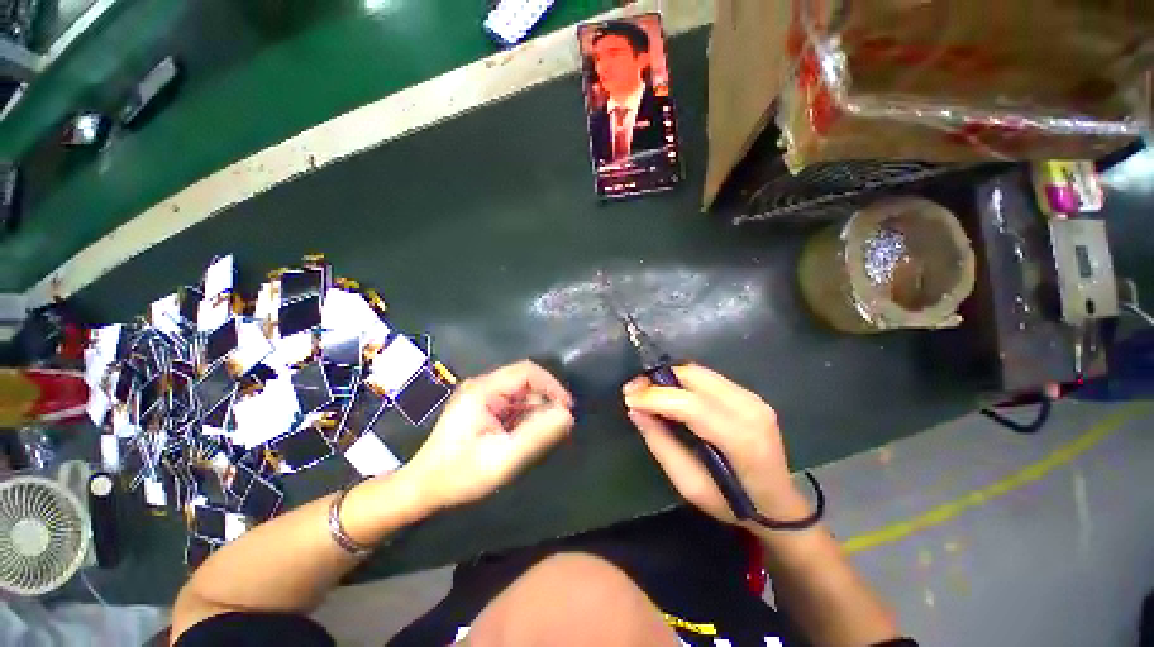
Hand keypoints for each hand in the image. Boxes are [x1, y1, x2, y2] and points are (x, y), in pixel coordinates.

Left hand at [402, 360, 574, 510]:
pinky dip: (526, 418)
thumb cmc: (458, 475)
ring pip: (521, 394)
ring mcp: (482, 397)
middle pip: (525, 382)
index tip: (567, 409)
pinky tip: (526, 437)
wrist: (421, 489)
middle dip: (545, 401)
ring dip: (536, 411)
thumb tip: (567, 415)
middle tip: (558, 427)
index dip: (551, 385)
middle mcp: (483, 387)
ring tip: (542, 436)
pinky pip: (513, 405)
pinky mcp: (483, 409)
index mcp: (483, 390)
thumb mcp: (502, 458)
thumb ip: (536, 435)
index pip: (527, 371)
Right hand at [623, 364, 807, 525]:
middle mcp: (749, 409)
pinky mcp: (749, 393)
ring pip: (698, 372)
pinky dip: (682, 380)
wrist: (778, 503)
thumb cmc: (732, 504)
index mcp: (741, 440)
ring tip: (646, 391)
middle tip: (633, 391)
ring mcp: (752, 397)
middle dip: (658, 380)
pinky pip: (706, 377)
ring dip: (668, 377)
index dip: (655, 397)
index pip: (691, 405)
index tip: (628, 398)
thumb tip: (635, 410)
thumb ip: (661, 444)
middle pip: (694, 377)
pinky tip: (669, 393)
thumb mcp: (689, 485)